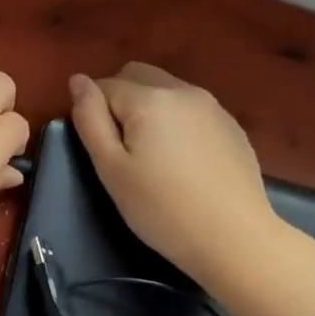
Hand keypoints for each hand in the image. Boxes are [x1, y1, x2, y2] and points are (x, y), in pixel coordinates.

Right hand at [68, 63, 280, 287]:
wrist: (236, 240)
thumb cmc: (161, 208)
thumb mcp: (111, 168)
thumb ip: (90, 119)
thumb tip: (78, 80)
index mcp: (149, 98)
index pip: (104, 85)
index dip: (95, 113)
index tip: (103, 151)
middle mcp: (182, 90)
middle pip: (137, 75)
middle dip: (120, 100)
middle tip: (122, 148)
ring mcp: (213, 106)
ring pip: (166, 89)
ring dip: (149, 109)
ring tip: (153, 156)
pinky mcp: (232, 126)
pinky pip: (191, 109)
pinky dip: (176, 121)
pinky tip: (183, 162)